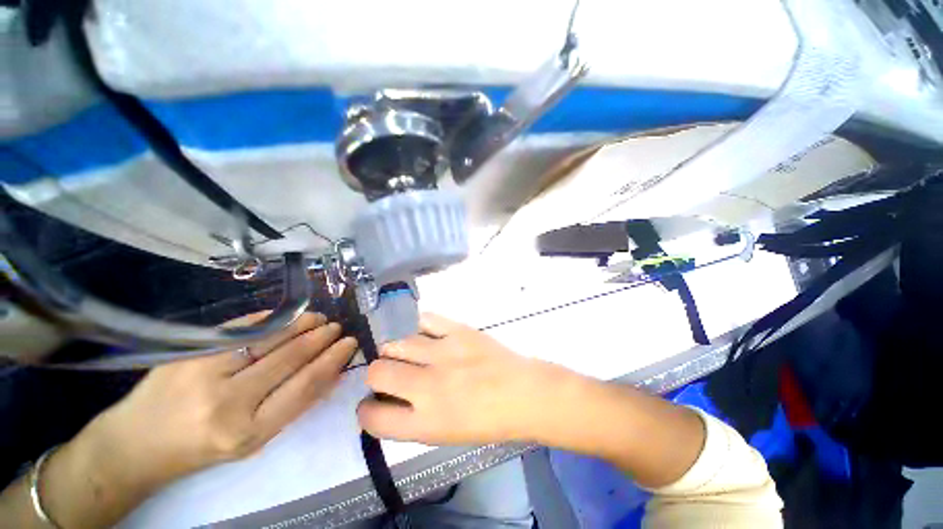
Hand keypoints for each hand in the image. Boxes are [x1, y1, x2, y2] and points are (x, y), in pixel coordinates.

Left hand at [88, 312, 356, 486]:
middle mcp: (228, 402)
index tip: (349, 344)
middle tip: (336, 327)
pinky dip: (271, 320)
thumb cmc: (202, 448)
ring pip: (269, 340)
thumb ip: (292, 405)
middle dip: (320, 339)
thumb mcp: (253, 440)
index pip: (305, 386)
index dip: (332, 361)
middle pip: (289, 359)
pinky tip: (288, 317)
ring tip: (319, 318)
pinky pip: (241, 329)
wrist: (137, 443)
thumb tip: (331, 372)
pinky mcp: (190, 352)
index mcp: (248, 432)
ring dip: (300, 325)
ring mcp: (205, 372)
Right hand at [357, 313, 577, 444]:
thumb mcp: (444, 434)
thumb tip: (387, 397)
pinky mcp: (458, 331)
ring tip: (408, 352)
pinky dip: (418, 327)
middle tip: (391, 372)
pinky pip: (425, 320)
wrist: (523, 393)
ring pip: (396, 343)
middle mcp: (428, 386)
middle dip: (377, 373)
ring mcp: (444, 353)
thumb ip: (410, 418)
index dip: (366, 409)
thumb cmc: (487, 421)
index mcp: (425, 422)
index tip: (373, 402)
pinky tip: (423, 333)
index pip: (372, 416)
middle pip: (377, 371)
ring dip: (395, 349)